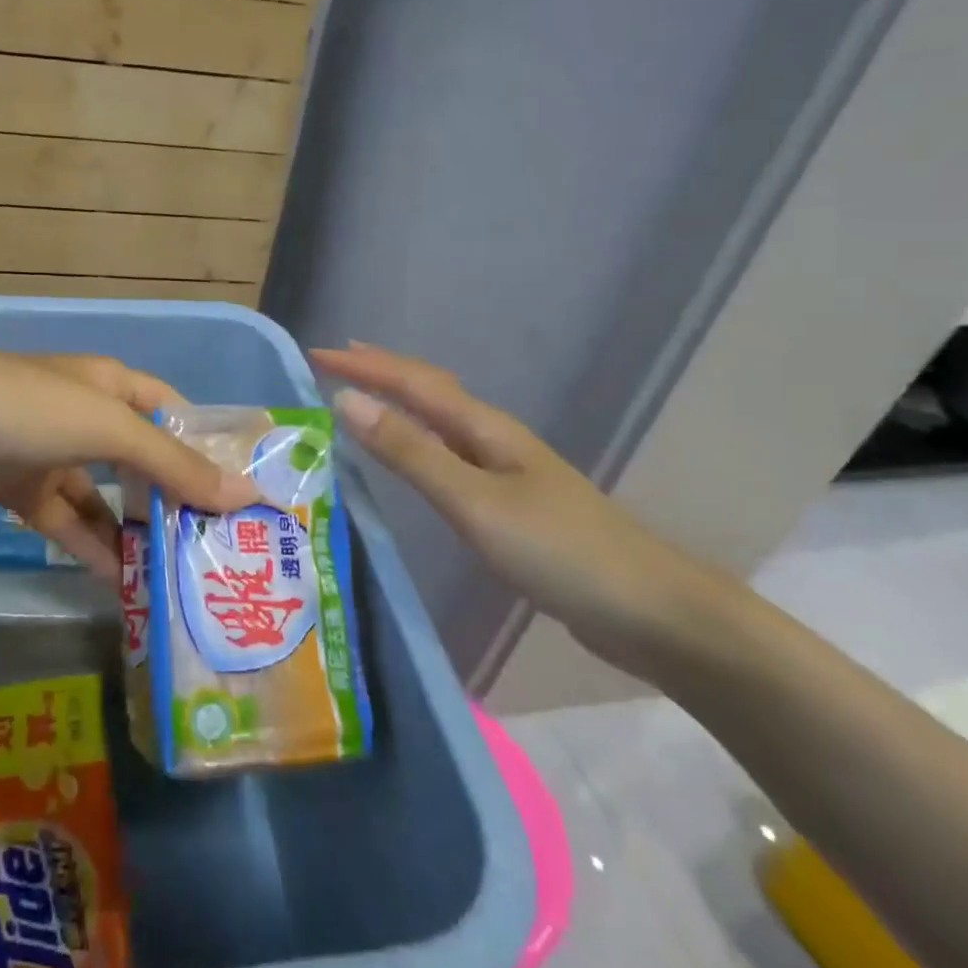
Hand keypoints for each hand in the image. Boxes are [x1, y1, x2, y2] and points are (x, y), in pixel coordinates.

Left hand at [0, 342, 256, 575]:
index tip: (242, 496)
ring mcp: (50, 454)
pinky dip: (91, 548)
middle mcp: (85, 416)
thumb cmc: (23, 408)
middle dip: (175, 500)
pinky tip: (120, 583)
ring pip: (105, 498)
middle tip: (217, 550)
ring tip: (177, 579)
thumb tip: (245, 493)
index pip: (174, 415)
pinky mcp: (18, 490)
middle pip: (142, 461)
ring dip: (135, 534)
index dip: (206, 449)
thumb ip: (172, 464)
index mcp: (111, 386)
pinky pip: (67, 522)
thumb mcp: (105, 428)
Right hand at [313, 342, 726, 677]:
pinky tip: (413, 460)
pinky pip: (450, 456)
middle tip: (335, 362)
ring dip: (399, 403)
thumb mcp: (474, 501)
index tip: (316, 354)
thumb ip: (411, 453)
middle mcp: (493, 440)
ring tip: (362, 399)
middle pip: (430, 392)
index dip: (365, 365)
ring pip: (440, 423)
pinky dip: (417, 443)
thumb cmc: (559, 551)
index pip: (413, 382)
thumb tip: (347, 401)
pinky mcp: (512, 506)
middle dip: (381, 372)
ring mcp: (507, 472)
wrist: (652, 612)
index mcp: (484, 429)